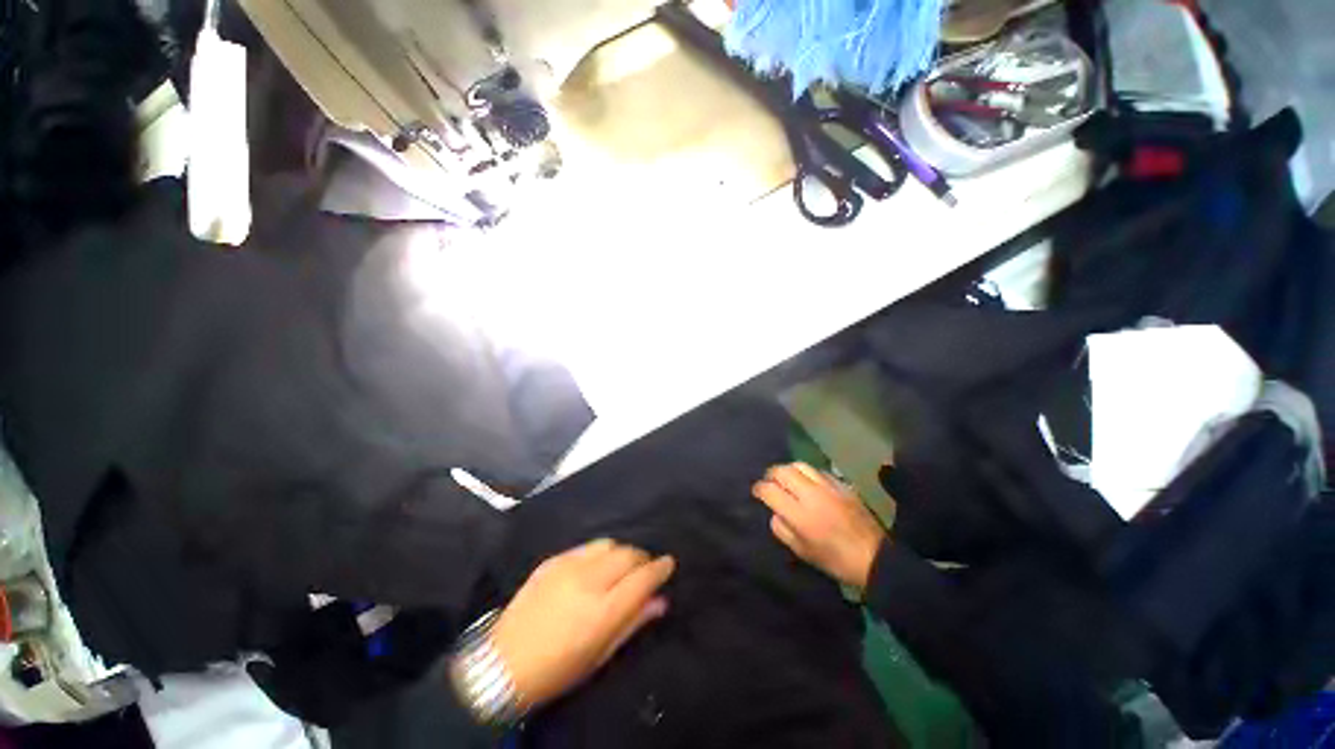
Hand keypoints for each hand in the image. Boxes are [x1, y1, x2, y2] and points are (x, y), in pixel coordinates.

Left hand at [488, 539, 675, 708]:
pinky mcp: (552, 560)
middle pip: (628, 554)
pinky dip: (599, 553)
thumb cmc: (558, 669)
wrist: (503, 663)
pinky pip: (586, 546)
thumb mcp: (600, 655)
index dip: (660, 568)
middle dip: (642, 558)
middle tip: (644, 570)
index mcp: (602, 611)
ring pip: (609, 544)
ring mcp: (567, 566)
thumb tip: (660, 600)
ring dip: (621, 552)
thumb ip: (633, 622)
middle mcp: (588, 581)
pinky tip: (596, 566)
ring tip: (620, 566)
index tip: (669, 563)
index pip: (642, 578)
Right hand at [752, 463, 886, 590]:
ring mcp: (827, 486)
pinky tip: (809, 483)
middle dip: (771, 474)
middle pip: (782, 471)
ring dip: (788, 470)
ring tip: (787, 479)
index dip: (759, 489)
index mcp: (799, 514)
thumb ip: (781, 528)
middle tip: (770, 482)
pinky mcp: (841, 484)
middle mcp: (811, 494)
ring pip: (800, 465)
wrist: (874, 557)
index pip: (770, 490)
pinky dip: (807, 474)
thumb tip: (775, 511)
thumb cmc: (834, 560)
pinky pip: (818, 470)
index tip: (757, 492)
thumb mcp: (801, 551)